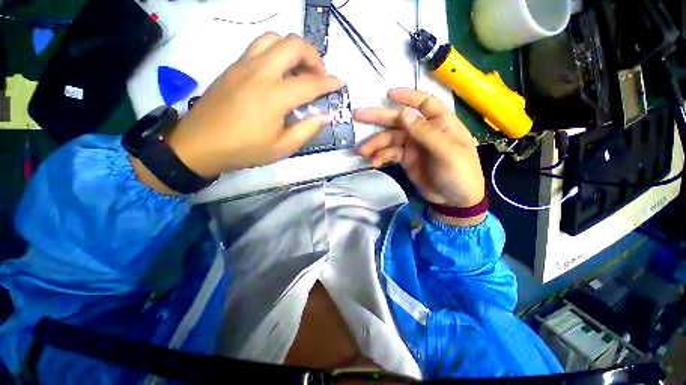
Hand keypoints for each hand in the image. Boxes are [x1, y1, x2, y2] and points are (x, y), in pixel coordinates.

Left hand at [164, 33, 342, 178]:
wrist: (199, 144)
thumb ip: (306, 130)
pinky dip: (276, 53)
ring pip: (274, 39)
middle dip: (314, 56)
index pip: (310, 83)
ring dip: (293, 50)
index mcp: (274, 96)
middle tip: (318, 76)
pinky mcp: (233, 66)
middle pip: (293, 45)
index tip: (340, 84)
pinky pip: (258, 47)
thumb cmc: (244, 150)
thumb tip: (325, 116)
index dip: (329, 83)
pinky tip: (278, 73)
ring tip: (298, 71)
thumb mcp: (282, 148)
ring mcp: (243, 65)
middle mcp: (260, 72)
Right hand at [354, 88, 485, 223]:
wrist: (454, 200)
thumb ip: (426, 132)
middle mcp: (423, 131)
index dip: (406, 97)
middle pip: (399, 120)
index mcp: (440, 123)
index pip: (423, 103)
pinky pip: (389, 154)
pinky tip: (373, 163)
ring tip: (361, 152)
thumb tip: (403, 113)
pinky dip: (380, 157)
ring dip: (375, 144)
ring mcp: (412, 146)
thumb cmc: (460, 173)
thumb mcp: (447, 152)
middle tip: (357, 115)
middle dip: (378, 118)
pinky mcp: (405, 159)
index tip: (387, 94)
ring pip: (390, 139)